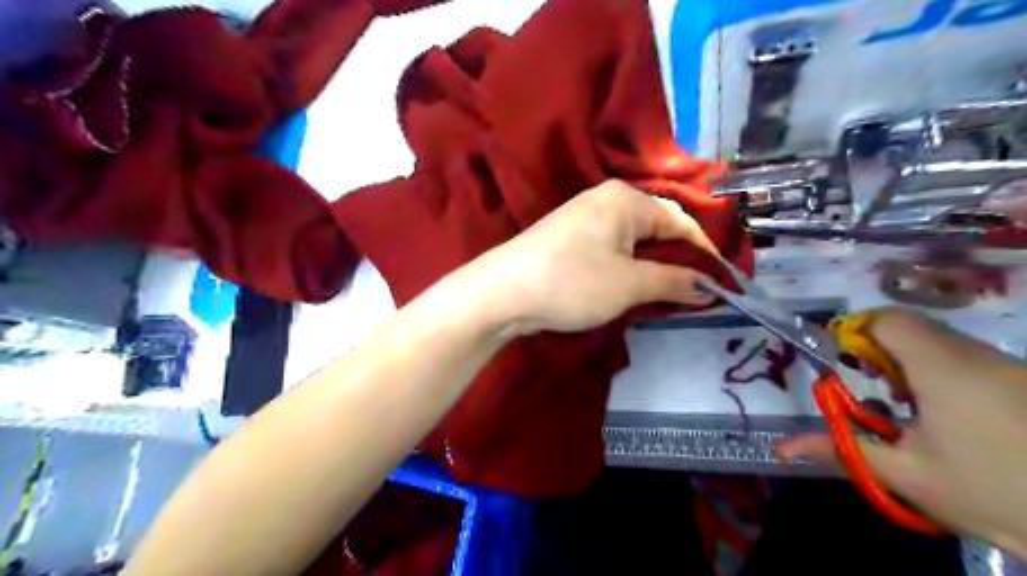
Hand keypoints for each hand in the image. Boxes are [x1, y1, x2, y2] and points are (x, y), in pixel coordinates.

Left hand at [471, 177, 715, 335]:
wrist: (501, 292)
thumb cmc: (572, 281)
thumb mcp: (630, 284)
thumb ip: (675, 282)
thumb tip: (709, 287)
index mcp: (626, 199)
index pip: (681, 221)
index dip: (705, 253)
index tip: (722, 284)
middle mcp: (606, 200)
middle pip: (657, 229)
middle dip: (677, 262)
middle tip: (694, 294)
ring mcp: (583, 218)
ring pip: (634, 242)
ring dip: (653, 269)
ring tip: (666, 297)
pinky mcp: (568, 239)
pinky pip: (611, 250)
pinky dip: (627, 270)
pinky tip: (631, 290)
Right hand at [780, 310, 1026, 557]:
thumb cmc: (993, 496)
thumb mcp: (905, 476)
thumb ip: (842, 449)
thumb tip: (782, 446)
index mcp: (942, 370)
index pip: (888, 320)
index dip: (857, 332)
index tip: (847, 364)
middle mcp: (979, 357)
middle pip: (914, 329)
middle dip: (882, 352)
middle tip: (875, 392)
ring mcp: (1013, 367)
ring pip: (945, 343)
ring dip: (914, 364)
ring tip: (912, 411)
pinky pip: (974, 359)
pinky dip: (947, 374)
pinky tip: (954, 418)